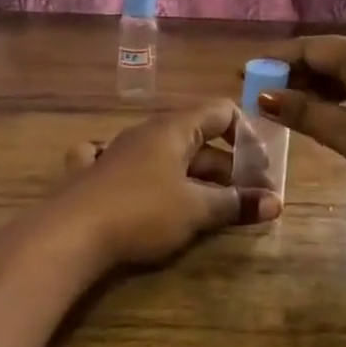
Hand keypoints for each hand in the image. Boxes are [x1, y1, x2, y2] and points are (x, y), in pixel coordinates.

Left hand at [56, 99, 281, 267]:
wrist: (69, 235)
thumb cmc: (142, 212)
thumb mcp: (196, 210)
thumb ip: (236, 203)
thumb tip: (276, 203)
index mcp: (173, 129)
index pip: (220, 111)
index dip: (246, 135)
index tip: (260, 169)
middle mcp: (146, 132)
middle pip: (196, 138)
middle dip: (225, 166)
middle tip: (246, 198)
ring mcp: (116, 151)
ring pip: (166, 155)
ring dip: (193, 176)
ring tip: (212, 208)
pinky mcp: (93, 174)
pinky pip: (125, 164)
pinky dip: (144, 175)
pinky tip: (142, 186)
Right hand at [257, 36, 345, 221]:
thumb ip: (305, 113)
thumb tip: (263, 94)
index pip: (309, 48)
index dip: (274, 60)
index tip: (242, 74)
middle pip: (325, 59)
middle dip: (289, 74)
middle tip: (254, 95)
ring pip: (341, 78)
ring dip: (309, 90)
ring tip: (277, 107)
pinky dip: (331, 103)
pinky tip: (316, 120)